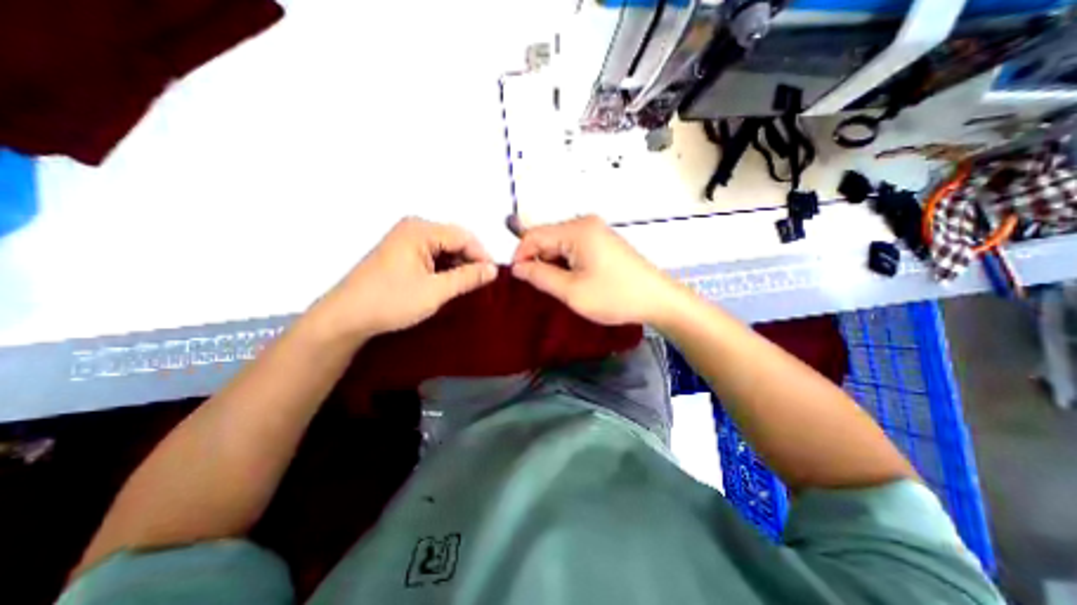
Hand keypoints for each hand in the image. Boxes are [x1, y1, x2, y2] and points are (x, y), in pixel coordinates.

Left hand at [312, 217, 495, 340]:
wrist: (346, 317)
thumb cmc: (391, 301)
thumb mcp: (435, 291)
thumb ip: (467, 278)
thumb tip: (494, 270)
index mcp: (420, 230)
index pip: (464, 236)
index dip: (482, 255)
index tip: (493, 277)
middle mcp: (413, 228)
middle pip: (454, 239)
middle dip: (470, 260)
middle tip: (481, 283)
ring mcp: (405, 239)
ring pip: (444, 248)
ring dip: (458, 265)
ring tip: (466, 285)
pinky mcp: (401, 252)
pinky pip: (432, 254)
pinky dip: (444, 268)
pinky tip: (448, 283)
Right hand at [510, 214, 673, 325]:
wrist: (658, 300)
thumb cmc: (615, 296)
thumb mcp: (572, 291)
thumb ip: (540, 276)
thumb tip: (517, 267)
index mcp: (577, 230)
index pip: (534, 235)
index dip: (521, 256)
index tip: (520, 279)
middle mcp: (585, 224)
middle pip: (547, 238)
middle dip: (539, 261)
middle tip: (544, 288)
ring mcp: (596, 231)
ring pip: (560, 244)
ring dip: (554, 264)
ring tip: (563, 287)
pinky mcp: (603, 242)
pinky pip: (574, 248)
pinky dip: (567, 264)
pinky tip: (575, 280)